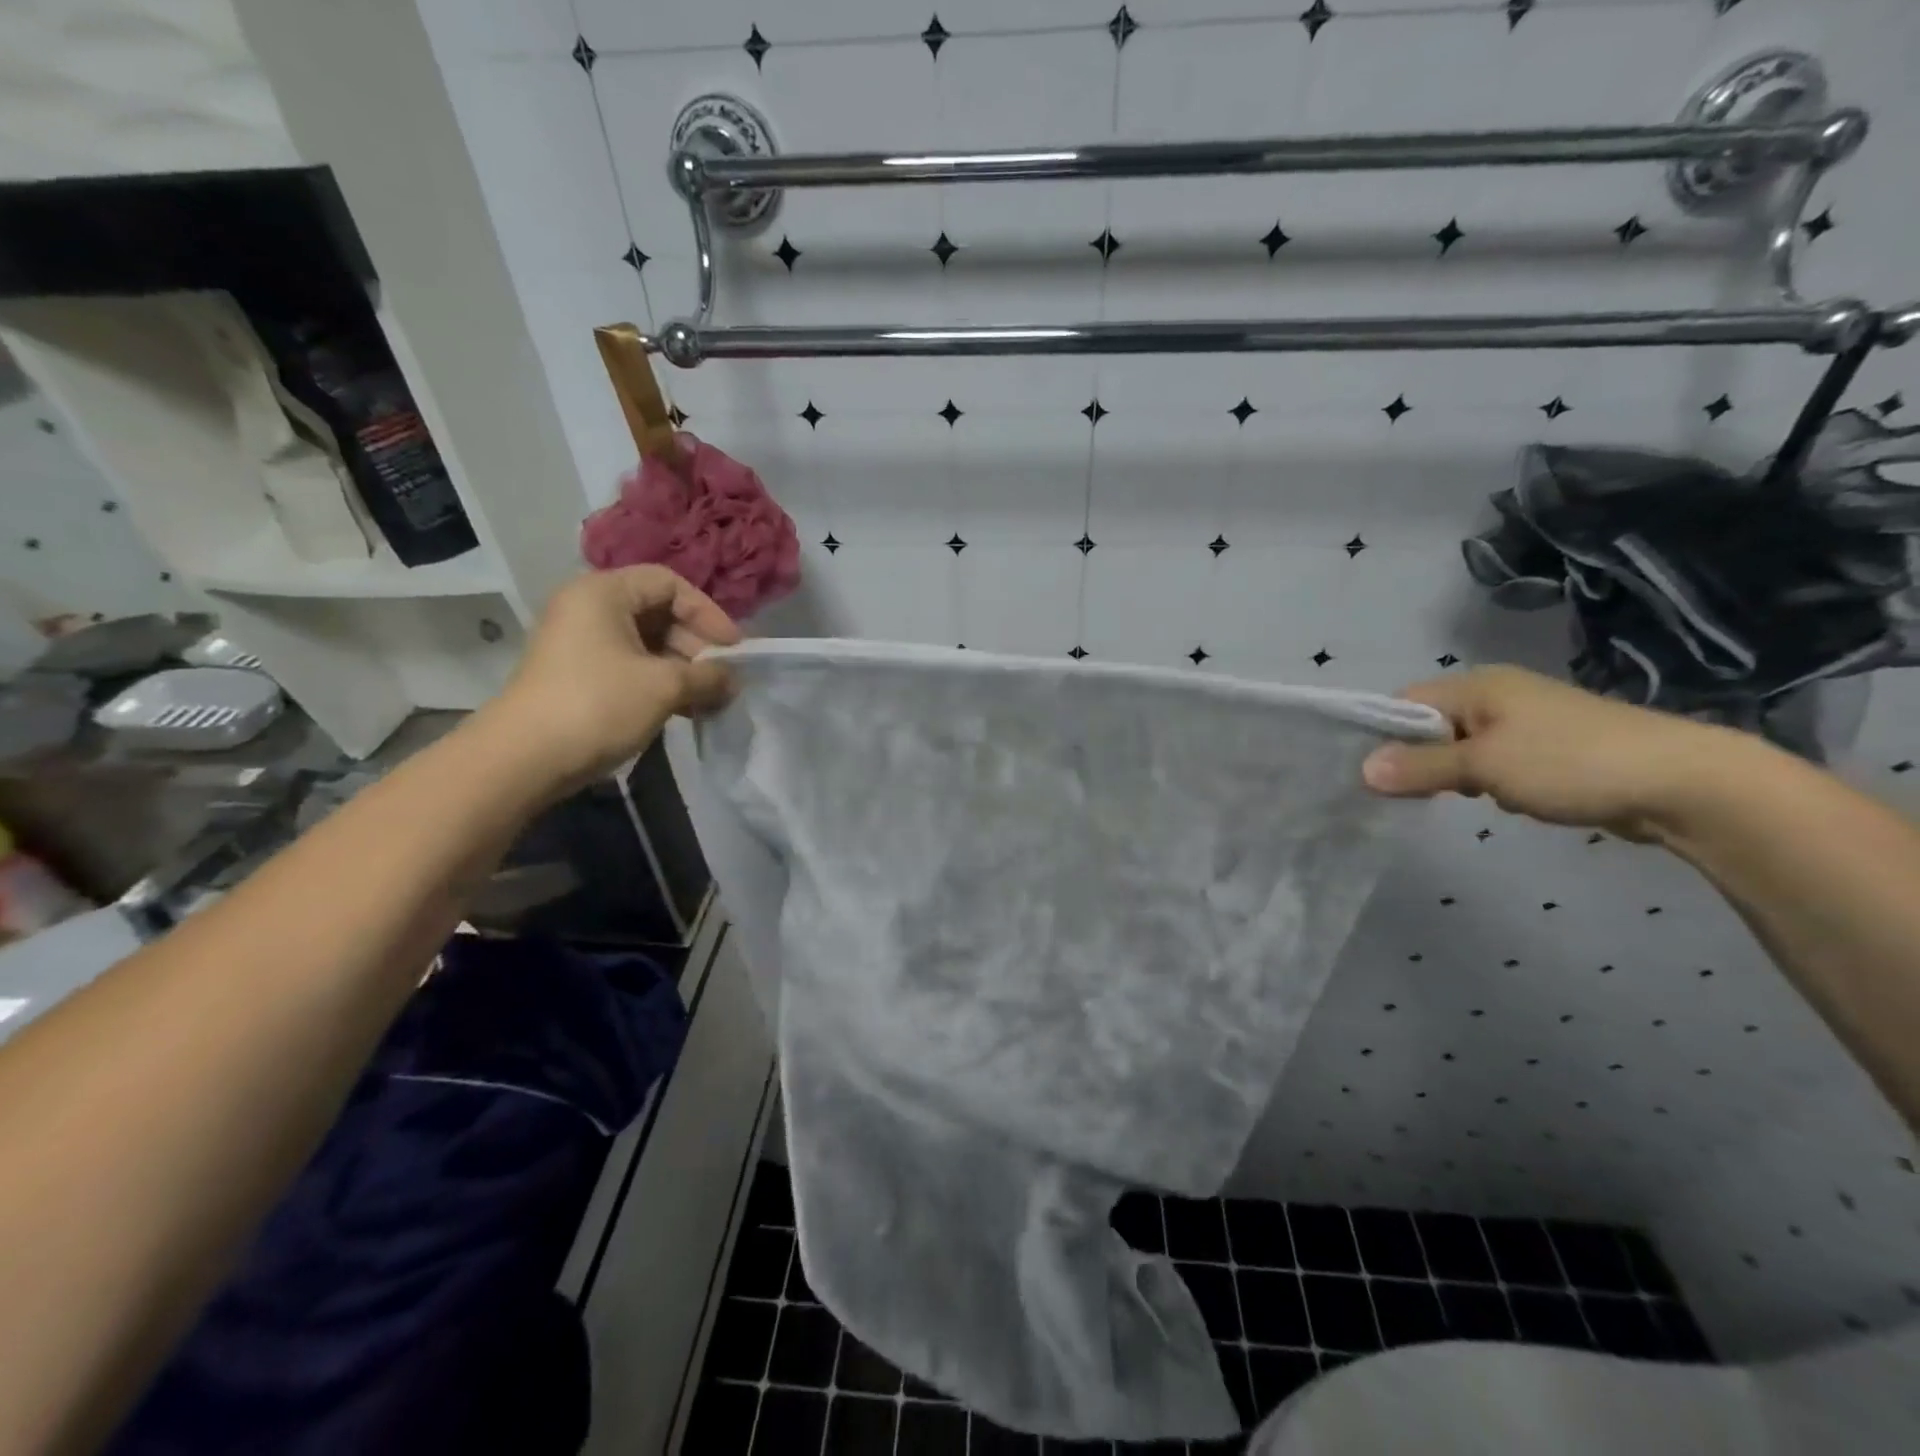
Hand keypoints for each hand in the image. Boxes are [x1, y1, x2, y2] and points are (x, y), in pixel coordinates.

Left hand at [482, 567, 740, 791]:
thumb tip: (733, 679)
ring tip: (711, 700)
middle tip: (723, 679)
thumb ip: (708, 676)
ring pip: (648, 644)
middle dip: (698, 646)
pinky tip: (686, 711)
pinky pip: (632, 667)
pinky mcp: (581, 675)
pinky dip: (662, 684)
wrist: (525, 758)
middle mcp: (590, 609)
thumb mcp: (664, 686)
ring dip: (684, 670)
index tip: (733, 649)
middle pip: (659, 613)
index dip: (708, 613)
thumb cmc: (598, 705)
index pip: (669, 584)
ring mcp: (582, 644)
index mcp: (604, 593)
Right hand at [1360, 665, 1754, 841]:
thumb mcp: (1483, 766)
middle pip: (1431, 725)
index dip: (1382, 734)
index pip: (1404, 702)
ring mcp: (1528, 721)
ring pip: (1464, 746)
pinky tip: (1504, 801)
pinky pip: (1496, 761)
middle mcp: (1499, 694)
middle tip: (1409, 795)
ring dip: (1455, 774)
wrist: (1685, 784)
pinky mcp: (1553, 749)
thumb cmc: (1570, 763)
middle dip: (1418, 759)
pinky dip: (1489, 781)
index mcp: (1478, 685)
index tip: (1372, 774)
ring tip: (1463, 799)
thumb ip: (1420, 767)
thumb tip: (1362, 771)